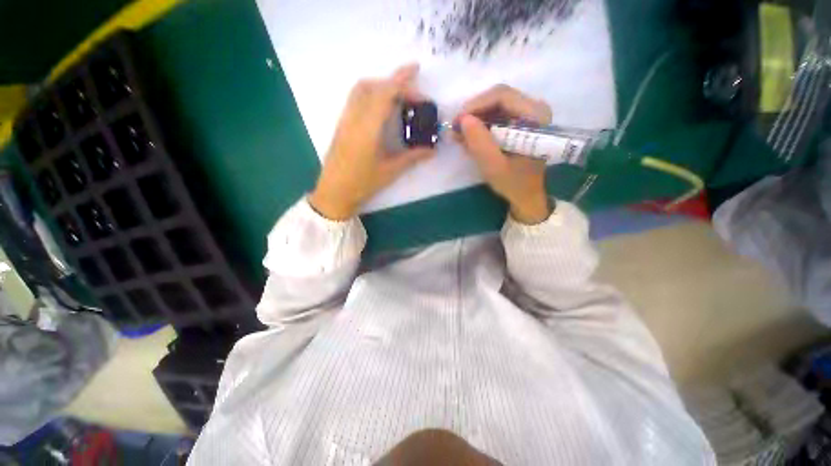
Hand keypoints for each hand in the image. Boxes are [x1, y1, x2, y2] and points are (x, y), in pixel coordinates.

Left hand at [309, 65, 434, 219]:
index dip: (402, 79)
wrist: (334, 193)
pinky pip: (355, 100)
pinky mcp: (341, 126)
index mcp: (368, 128)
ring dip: (380, 86)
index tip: (417, 70)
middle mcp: (354, 118)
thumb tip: (432, 150)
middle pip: (372, 86)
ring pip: (360, 90)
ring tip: (398, 99)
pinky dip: (371, 95)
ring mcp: (345, 120)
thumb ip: (412, 157)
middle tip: (412, 96)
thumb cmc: (363, 184)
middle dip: (394, 83)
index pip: (385, 93)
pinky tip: (381, 111)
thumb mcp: (390, 171)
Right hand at [456, 85, 552, 223]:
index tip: (457, 122)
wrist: (526, 195)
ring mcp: (527, 115)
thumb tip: (463, 119)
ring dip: (475, 121)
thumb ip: (479, 143)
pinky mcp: (519, 123)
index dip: (475, 105)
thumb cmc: (513, 183)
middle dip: (473, 113)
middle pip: (497, 99)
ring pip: (494, 107)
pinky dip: (480, 127)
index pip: (502, 96)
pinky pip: (496, 116)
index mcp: (535, 116)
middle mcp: (534, 109)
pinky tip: (469, 140)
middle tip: (455, 130)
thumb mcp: (494, 167)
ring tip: (459, 137)